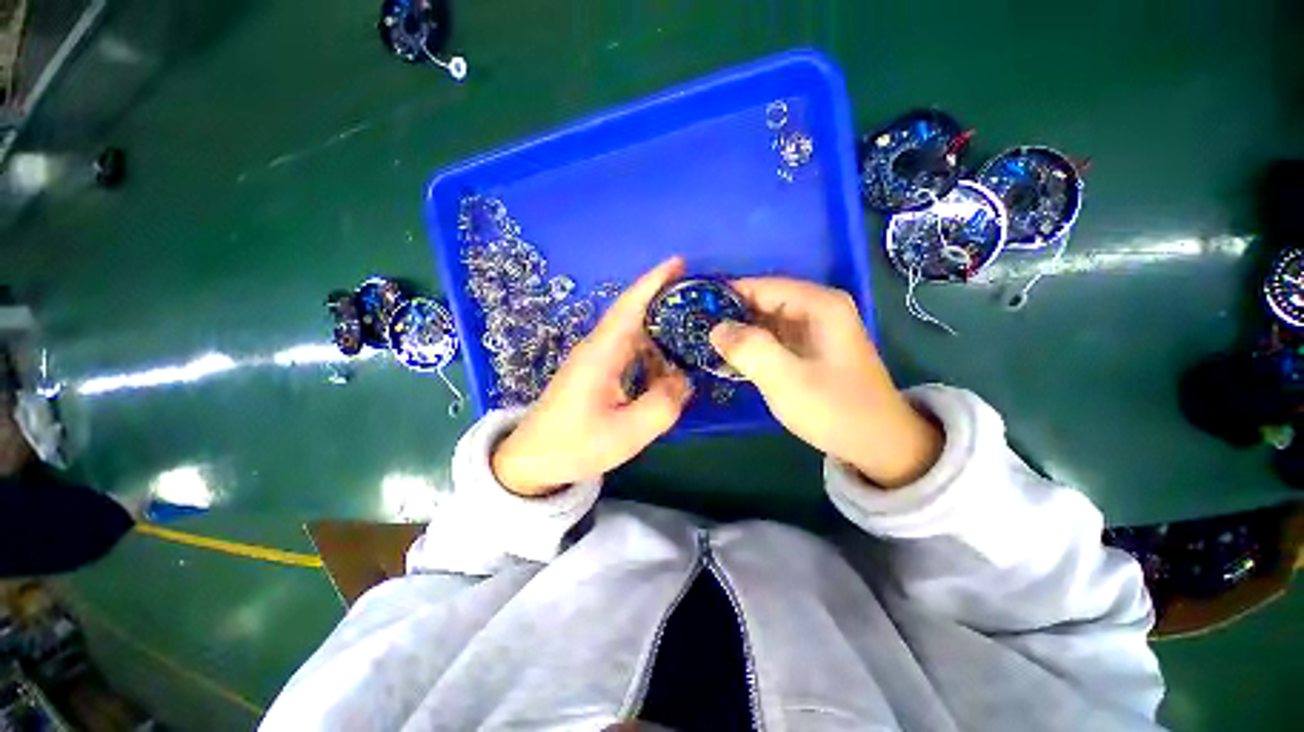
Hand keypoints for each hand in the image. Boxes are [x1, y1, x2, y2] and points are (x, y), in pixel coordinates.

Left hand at [492, 258, 693, 496]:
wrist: (533, 460)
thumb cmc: (576, 444)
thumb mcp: (627, 432)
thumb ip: (663, 404)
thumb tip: (683, 379)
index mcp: (602, 353)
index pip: (630, 305)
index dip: (654, 281)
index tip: (680, 262)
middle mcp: (598, 347)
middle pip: (634, 314)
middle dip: (666, 302)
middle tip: (700, 301)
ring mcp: (594, 359)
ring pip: (633, 335)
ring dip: (661, 332)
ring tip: (692, 335)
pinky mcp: (595, 373)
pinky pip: (629, 353)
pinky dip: (651, 354)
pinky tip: (666, 368)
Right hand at [709, 278, 941, 488]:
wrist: (879, 444)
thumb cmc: (835, 409)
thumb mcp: (786, 380)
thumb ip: (748, 349)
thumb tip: (716, 328)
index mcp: (818, 304)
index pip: (760, 286)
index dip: (725, 295)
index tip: (691, 309)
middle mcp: (817, 308)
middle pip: (761, 301)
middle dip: (728, 315)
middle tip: (692, 331)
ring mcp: (813, 328)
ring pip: (764, 320)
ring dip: (736, 332)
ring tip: (702, 344)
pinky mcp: (808, 348)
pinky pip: (771, 338)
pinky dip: (750, 346)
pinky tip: (727, 359)